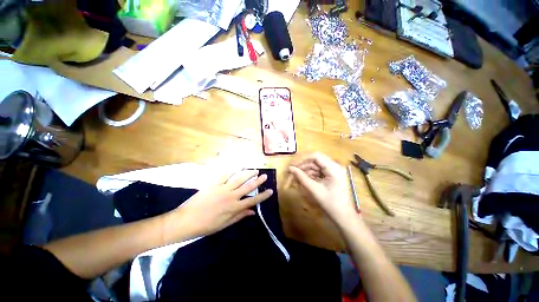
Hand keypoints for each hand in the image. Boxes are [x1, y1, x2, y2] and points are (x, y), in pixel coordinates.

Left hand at [166, 170, 272, 238]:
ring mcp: (223, 188)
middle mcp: (231, 196)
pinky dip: (233, 170)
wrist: (186, 220)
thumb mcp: (225, 224)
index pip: (253, 200)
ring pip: (239, 178)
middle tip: (265, 176)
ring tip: (255, 170)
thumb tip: (253, 212)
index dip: (263, 195)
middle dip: (258, 181)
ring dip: (248, 173)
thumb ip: (240, 216)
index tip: (270, 190)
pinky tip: (239, 167)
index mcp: (234, 208)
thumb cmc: (206, 226)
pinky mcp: (214, 183)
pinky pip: (226, 175)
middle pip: (248, 187)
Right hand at [289, 152, 356, 223]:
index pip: (316, 156)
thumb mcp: (314, 190)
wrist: (344, 217)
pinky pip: (319, 171)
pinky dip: (311, 175)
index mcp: (333, 168)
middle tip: (293, 173)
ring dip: (306, 171)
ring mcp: (334, 171)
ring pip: (316, 166)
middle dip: (304, 166)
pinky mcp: (332, 175)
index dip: (303, 160)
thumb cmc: (330, 204)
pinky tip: (304, 180)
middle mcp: (334, 166)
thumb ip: (301, 177)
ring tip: (297, 178)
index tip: (294, 166)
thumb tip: (290, 168)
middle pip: (315, 160)